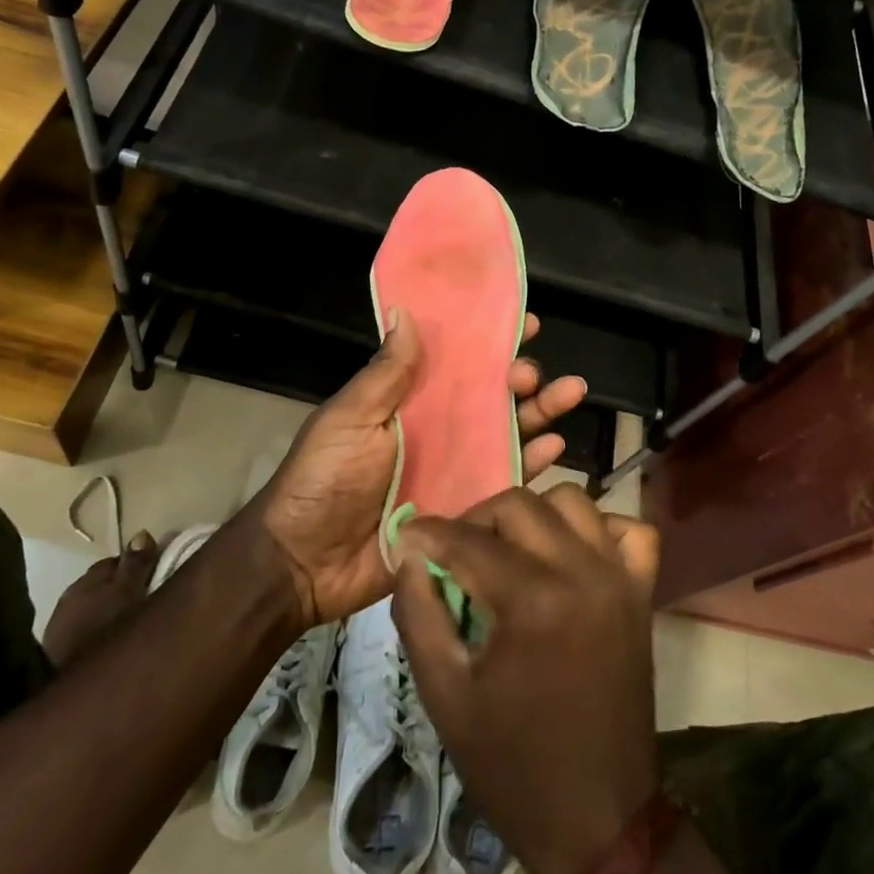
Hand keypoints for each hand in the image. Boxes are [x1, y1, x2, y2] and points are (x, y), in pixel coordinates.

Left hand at [39, 531, 159, 667]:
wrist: (72, 694)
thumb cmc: (106, 633)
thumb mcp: (130, 593)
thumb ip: (136, 563)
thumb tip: (141, 533)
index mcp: (88, 580)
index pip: (118, 560)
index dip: (141, 564)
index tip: (161, 574)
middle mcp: (69, 597)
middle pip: (105, 582)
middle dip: (126, 586)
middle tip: (151, 598)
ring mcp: (60, 627)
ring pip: (95, 607)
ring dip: (113, 609)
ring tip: (134, 622)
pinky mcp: (57, 654)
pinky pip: (87, 629)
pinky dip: (101, 629)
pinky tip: (113, 641)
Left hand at [248, 310, 587, 629]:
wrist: (304, 561)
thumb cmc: (323, 478)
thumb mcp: (349, 417)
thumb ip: (385, 373)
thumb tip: (405, 311)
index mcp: (410, 400)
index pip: (457, 361)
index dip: (490, 339)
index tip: (524, 322)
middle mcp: (439, 428)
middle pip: (492, 394)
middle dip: (522, 376)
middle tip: (531, 373)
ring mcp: (456, 468)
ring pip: (509, 432)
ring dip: (540, 411)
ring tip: (568, 393)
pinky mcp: (466, 507)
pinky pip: (507, 481)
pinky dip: (534, 463)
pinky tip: (556, 447)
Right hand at [392, 484, 662, 873]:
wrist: (597, 819)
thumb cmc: (513, 764)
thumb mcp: (445, 697)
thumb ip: (419, 615)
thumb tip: (408, 555)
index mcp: (533, 600)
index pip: (469, 540)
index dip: (429, 534)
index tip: (407, 536)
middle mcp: (582, 572)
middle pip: (520, 505)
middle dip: (477, 519)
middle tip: (455, 552)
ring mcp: (620, 578)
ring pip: (573, 501)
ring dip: (533, 515)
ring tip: (509, 549)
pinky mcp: (642, 593)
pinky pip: (629, 530)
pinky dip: (598, 528)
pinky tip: (571, 554)